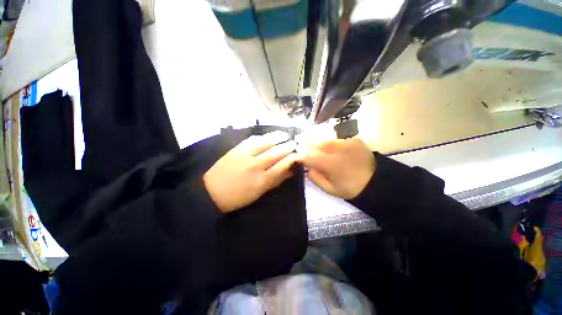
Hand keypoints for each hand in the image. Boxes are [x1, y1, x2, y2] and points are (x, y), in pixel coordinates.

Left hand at [203, 131, 297, 212]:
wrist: (211, 192)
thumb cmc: (238, 197)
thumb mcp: (259, 193)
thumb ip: (275, 181)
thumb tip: (289, 172)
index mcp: (263, 180)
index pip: (282, 165)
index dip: (291, 158)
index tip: (297, 154)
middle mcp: (256, 166)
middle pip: (275, 153)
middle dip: (287, 147)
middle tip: (294, 143)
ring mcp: (245, 156)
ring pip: (265, 143)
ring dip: (276, 137)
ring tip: (284, 134)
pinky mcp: (236, 150)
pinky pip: (250, 140)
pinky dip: (260, 137)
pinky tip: (265, 136)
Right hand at [297, 137, 374, 198]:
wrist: (375, 181)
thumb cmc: (350, 187)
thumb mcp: (330, 189)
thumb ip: (315, 178)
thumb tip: (307, 167)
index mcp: (331, 164)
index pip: (309, 156)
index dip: (300, 155)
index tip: (296, 156)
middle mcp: (337, 150)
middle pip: (316, 142)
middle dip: (305, 143)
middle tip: (299, 143)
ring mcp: (346, 142)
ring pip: (324, 135)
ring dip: (313, 135)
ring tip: (306, 135)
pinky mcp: (353, 138)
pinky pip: (335, 133)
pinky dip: (326, 134)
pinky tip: (321, 135)